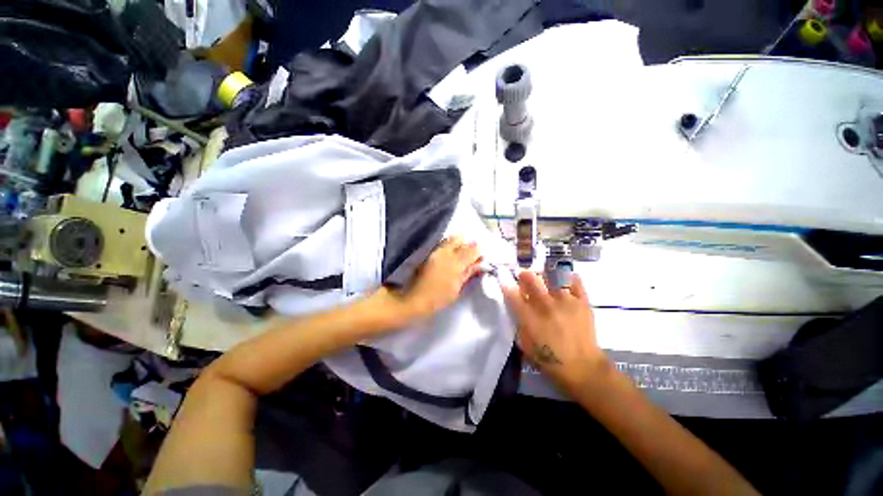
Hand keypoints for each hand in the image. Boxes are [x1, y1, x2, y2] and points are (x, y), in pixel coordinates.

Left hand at [400, 236, 483, 320]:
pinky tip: (451, 252)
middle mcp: (447, 252)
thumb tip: (479, 264)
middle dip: (469, 244)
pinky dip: (450, 244)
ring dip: (459, 242)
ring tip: (462, 252)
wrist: (415, 298)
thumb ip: (469, 273)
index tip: (481, 258)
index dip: (479, 252)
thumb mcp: (458, 288)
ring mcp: (437, 251)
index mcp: (456, 263)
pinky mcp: (430, 253)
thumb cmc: (439, 298)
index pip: (473, 250)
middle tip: (472, 254)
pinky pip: (443, 243)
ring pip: (451, 239)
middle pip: (462, 240)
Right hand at [502, 271, 605, 393]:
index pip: (512, 294)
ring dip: (544, 274)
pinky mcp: (582, 301)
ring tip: (545, 278)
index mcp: (529, 317)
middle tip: (524, 277)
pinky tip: (563, 281)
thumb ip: (519, 323)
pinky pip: (574, 281)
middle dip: (524, 275)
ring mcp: (565, 301)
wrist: (583, 367)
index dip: (506, 286)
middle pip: (530, 279)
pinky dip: (568, 277)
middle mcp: (545, 305)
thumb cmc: (550, 359)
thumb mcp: (525, 344)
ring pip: (551, 275)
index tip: (506, 283)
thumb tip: (518, 307)